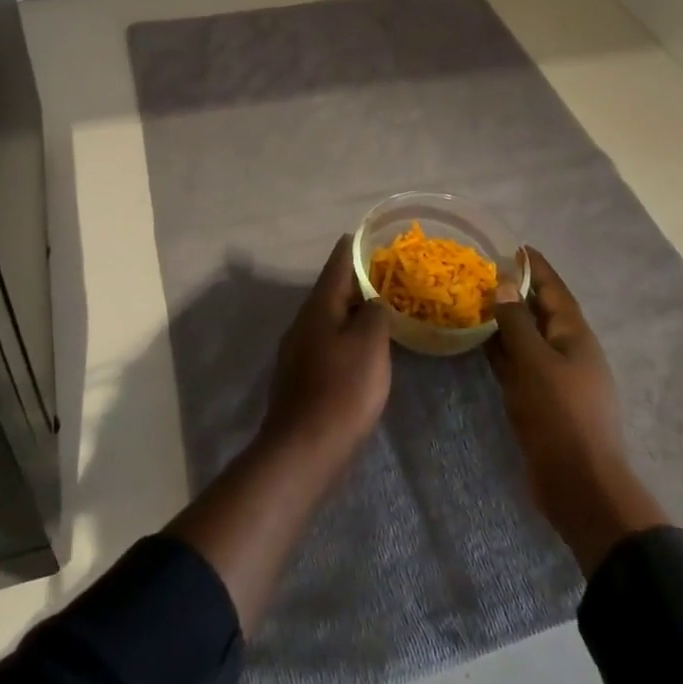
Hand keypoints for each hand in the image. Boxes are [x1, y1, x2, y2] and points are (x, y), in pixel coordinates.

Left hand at [260, 235, 391, 468]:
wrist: (304, 448)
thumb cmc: (342, 389)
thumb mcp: (370, 344)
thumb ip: (373, 313)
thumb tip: (370, 302)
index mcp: (318, 307)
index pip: (337, 264)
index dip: (354, 248)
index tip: (368, 235)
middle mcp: (303, 322)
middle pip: (330, 291)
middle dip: (355, 279)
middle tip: (385, 272)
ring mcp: (297, 350)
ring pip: (328, 318)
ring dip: (350, 309)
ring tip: (378, 307)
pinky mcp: (300, 377)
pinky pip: (326, 342)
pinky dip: (345, 335)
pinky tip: (361, 348)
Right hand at [488, 247, 667, 574]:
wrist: (579, 485)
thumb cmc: (560, 415)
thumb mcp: (534, 362)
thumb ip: (516, 322)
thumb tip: (504, 283)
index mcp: (575, 335)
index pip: (553, 289)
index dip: (534, 266)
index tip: (512, 246)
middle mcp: (567, 350)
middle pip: (539, 311)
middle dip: (514, 290)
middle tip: (481, 271)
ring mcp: (555, 376)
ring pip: (526, 338)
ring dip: (504, 320)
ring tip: (473, 299)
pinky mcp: (541, 400)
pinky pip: (518, 364)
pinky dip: (500, 350)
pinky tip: (477, 341)